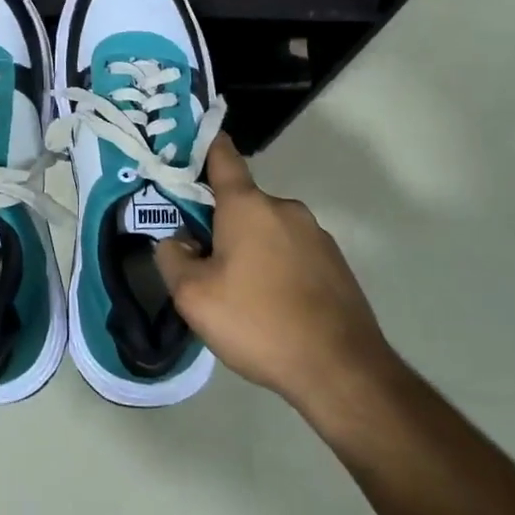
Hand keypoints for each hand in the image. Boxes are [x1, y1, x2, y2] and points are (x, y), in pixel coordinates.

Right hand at [154, 137, 398, 421]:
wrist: (342, 371)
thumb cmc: (258, 322)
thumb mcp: (193, 296)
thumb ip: (172, 258)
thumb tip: (176, 241)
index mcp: (248, 205)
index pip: (222, 157)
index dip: (203, 145)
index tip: (186, 143)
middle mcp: (285, 208)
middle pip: (241, 203)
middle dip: (219, 223)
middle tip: (202, 263)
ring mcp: (316, 235)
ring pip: (267, 231)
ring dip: (249, 249)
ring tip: (239, 295)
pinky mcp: (335, 264)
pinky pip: (292, 253)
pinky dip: (276, 268)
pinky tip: (271, 307)